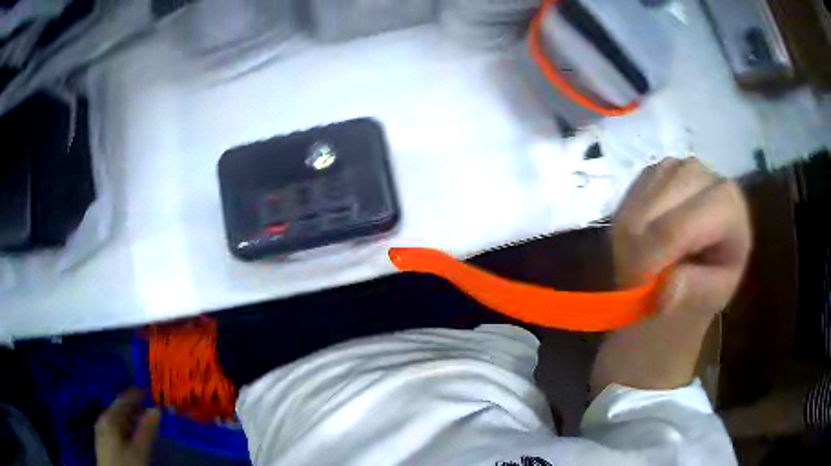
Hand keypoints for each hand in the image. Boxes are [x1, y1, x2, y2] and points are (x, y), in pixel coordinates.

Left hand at [95, 389, 160, 465]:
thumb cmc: (126, 464)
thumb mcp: (140, 450)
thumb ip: (147, 430)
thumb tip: (156, 410)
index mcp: (110, 417)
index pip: (123, 399)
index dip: (136, 394)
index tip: (148, 390)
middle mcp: (103, 419)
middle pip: (120, 409)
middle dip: (135, 408)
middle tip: (150, 408)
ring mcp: (102, 429)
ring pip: (118, 419)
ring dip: (131, 418)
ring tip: (145, 422)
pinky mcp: (104, 440)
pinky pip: (116, 427)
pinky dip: (126, 427)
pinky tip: (133, 435)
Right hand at [591, 158, 751, 392]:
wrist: (683, 285)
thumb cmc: (698, 297)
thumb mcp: (701, 305)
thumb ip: (690, 294)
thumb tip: (666, 288)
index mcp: (733, 212)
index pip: (698, 215)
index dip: (666, 244)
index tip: (641, 280)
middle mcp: (713, 180)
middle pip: (671, 190)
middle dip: (646, 233)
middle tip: (632, 274)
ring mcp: (686, 169)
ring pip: (650, 183)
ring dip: (634, 224)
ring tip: (635, 260)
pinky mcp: (661, 170)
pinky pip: (636, 185)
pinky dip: (628, 213)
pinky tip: (636, 239)